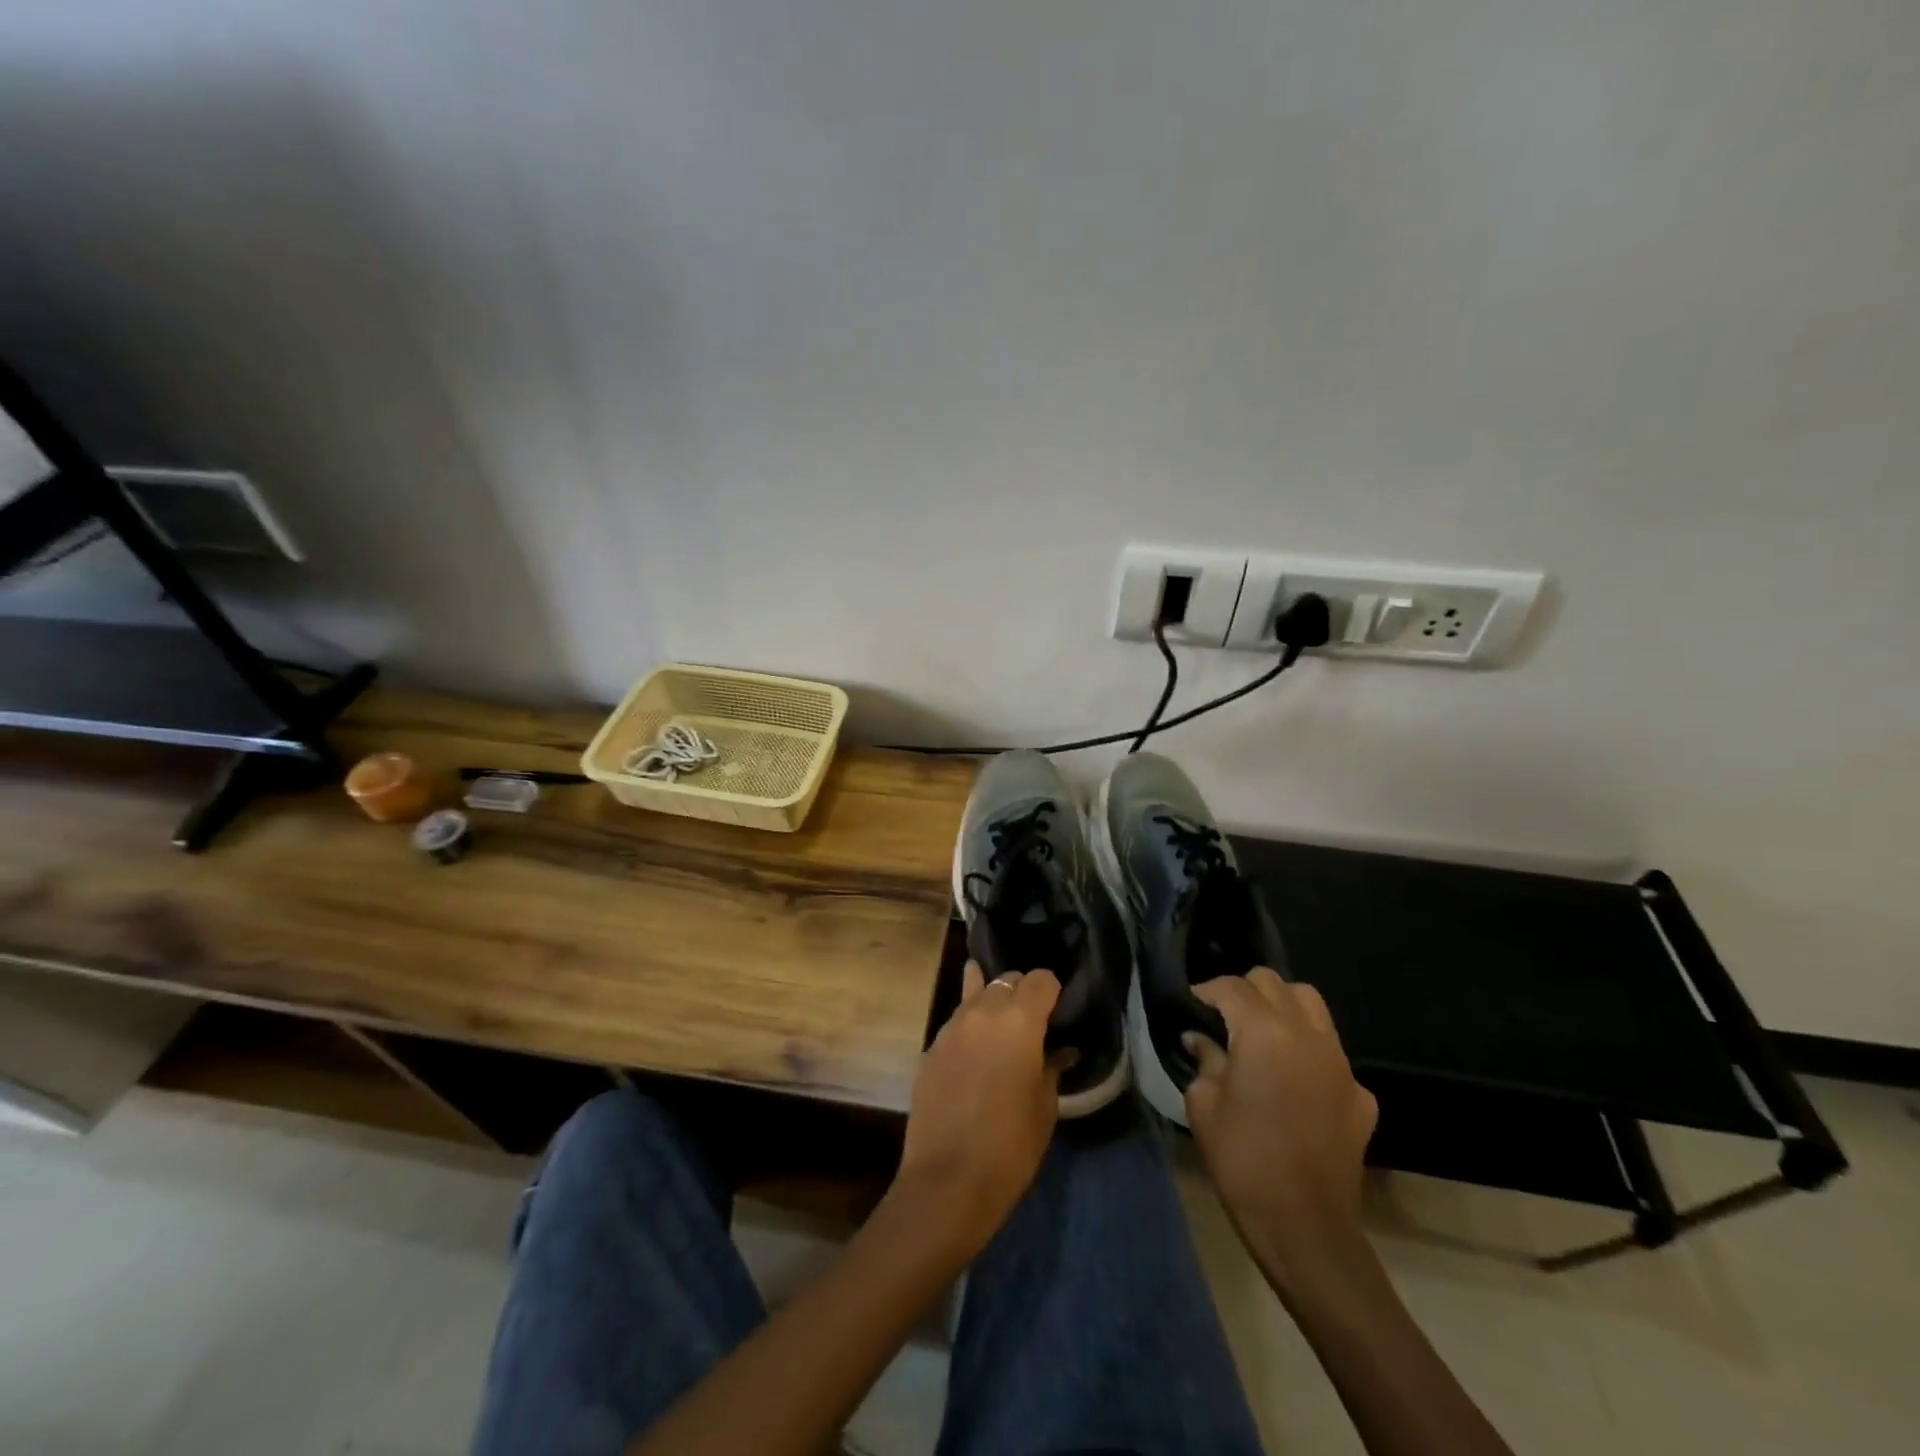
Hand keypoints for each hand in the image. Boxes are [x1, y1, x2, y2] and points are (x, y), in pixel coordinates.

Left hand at [893, 962, 1062, 1259]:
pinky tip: (975, 1045)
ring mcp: (952, 1027)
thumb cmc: (1011, 1145)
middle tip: (1033, 1020)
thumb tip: (1060, 1051)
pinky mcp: (931, 1047)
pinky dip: (970, 1025)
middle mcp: (983, 1012)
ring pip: (976, 993)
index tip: (1058, 1010)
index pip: (1041, 979)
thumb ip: (1051, 1067)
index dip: (1052, 990)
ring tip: (1001, 1022)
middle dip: (1022, 992)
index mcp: (1020, 1020)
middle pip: (1007, 980)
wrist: (948, 1179)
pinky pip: (956, 1021)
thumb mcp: (1045, 1106)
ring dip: (992, 1002)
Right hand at [1184, 968, 1377, 1288]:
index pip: (1232, 987)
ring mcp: (1340, 1062)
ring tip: (1261, 1033)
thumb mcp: (1204, 1105)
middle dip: (1244, 991)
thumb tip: (1200, 1040)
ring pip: (1311, 1004)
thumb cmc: (1243, 1161)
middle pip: (1273, 983)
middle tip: (1223, 1016)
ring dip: (1282, 1007)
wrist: (1305, 1227)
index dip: (1207, 990)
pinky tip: (1293, 1081)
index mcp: (1263, 1032)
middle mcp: (1306, 1033)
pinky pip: (1331, 1051)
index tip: (1191, 1004)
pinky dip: (1308, 1051)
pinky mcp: (1360, 1093)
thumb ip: (1204, 1060)